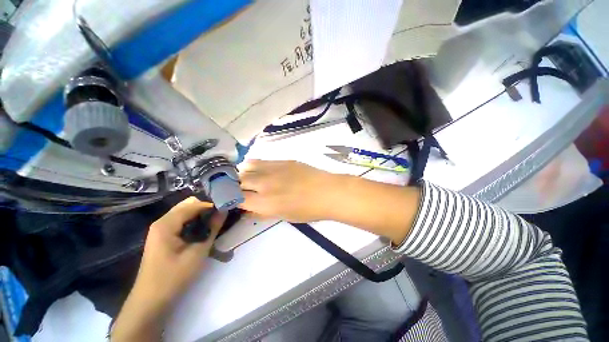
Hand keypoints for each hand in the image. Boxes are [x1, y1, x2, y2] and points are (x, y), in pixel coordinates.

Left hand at [135, 198, 226, 305]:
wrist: (151, 301)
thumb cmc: (174, 277)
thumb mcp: (198, 252)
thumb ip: (212, 228)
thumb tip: (224, 210)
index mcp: (166, 224)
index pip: (193, 204)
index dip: (211, 206)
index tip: (226, 210)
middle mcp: (161, 221)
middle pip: (188, 205)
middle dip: (205, 208)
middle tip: (219, 217)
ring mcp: (160, 229)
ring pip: (185, 212)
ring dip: (200, 215)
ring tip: (213, 223)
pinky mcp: (162, 236)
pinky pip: (181, 221)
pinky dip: (193, 221)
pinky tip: (202, 230)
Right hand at [239, 160, 339, 221]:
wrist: (327, 192)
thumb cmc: (308, 210)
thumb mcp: (283, 216)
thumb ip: (262, 212)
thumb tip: (248, 208)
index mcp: (265, 203)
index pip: (236, 198)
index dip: (232, 199)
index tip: (233, 199)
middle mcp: (265, 184)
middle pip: (238, 180)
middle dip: (235, 185)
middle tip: (240, 189)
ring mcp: (273, 169)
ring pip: (246, 167)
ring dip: (243, 173)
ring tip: (247, 178)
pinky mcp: (282, 160)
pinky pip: (260, 161)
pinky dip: (254, 166)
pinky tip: (258, 170)